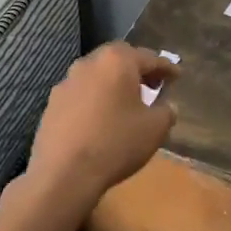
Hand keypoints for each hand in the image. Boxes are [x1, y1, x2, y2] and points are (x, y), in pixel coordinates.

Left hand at [27, 43, 178, 206]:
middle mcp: (88, 63)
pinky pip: (81, 94)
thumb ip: (167, 111)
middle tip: (152, 85)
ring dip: (113, 84)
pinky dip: (95, 99)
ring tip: (126, 103)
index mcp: (117, 61)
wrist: (64, 173)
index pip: (148, 58)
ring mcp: (66, 82)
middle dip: (137, 70)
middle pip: (118, 59)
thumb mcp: (155, 129)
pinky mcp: (52, 103)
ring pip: (97, 75)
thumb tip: (167, 106)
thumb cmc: (116, 143)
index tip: (177, 76)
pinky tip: (101, 118)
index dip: (166, 68)